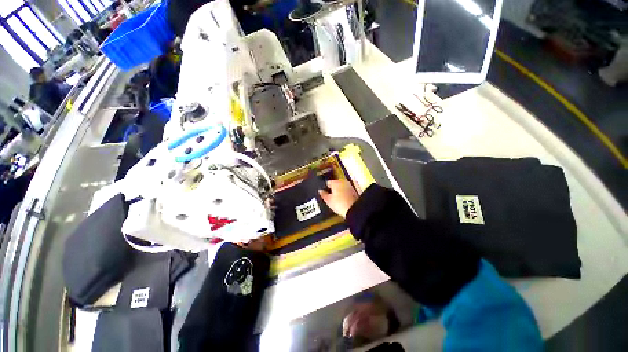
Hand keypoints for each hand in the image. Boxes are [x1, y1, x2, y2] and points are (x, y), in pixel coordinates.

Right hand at [318, 180, 358, 217]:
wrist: (354, 210)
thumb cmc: (340, 204)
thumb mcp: (328, 200)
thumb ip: (323, 194)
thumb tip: (320, 191)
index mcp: (335, 182)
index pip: (327, 182)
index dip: (324, 188)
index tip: (323, 192)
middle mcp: (342, 182)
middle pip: (335, 184)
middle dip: (332, 189)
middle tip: (329, 196)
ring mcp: (349, 186)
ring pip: (341, 187)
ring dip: (338, 191)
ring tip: (335, 199)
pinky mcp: (354, 191)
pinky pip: (346, 191)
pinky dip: (343, 194)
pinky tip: (341, 200)